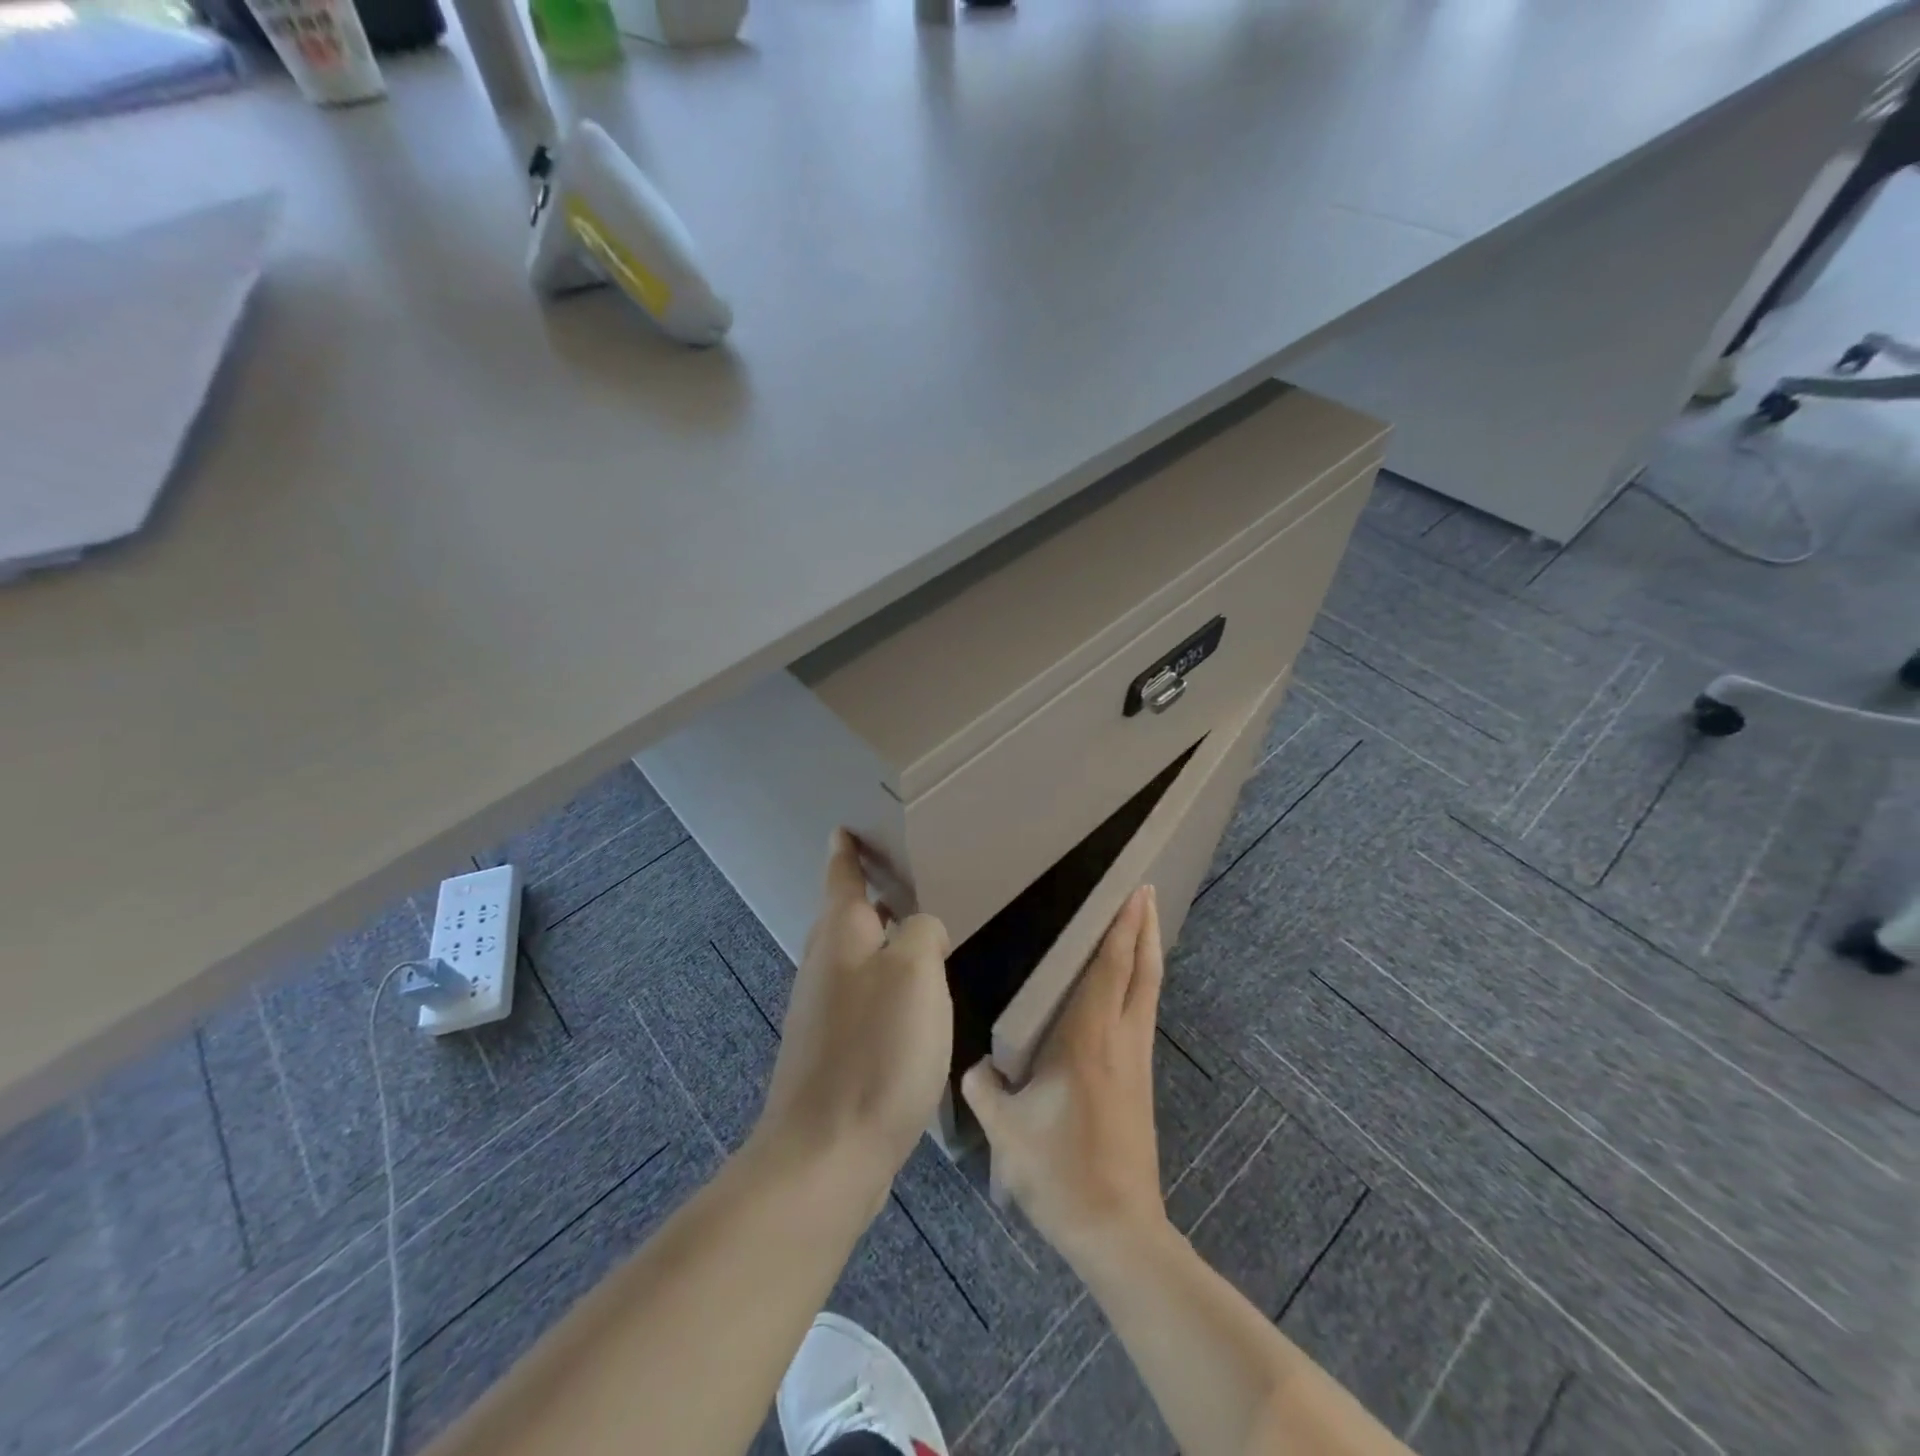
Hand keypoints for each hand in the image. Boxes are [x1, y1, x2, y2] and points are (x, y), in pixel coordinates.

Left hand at [752, 831, 952, 1200]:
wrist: (825, 1155)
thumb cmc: (876, 1051)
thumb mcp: (915, 973)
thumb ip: (922, 933)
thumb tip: (920, 931)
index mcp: (840, 937)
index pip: (841, 878)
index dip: (846, 852)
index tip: (844, 829)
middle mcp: (823, 967)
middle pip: (842, 917)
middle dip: (863, 895)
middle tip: (894, 877)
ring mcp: (821, 1013)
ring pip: (850, 958)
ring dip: (875, 939)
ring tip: (909, 932)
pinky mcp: (830, 1053)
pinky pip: (858, 996)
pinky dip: (879, 981)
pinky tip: (905, 1000)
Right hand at [962, 884, 1166, 1266]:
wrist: (1118, 1230)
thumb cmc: (1060, 1171)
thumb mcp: (1006, 1131)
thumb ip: (984, 1090)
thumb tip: (975, 1068)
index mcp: (1087, 1039)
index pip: (1110, 968)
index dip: (1122, 927)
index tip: (1135, 892)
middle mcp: (1120, 1040)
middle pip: (1143, 971)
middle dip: (1146, 928)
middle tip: (1147, 893)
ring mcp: (1137, 1062)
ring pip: (1149, 992)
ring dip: (1148, 954)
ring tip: (1143, 927)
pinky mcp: (1141, 1082)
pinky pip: (1143, 1015)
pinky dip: (1141, 985)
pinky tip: (1129, 989)